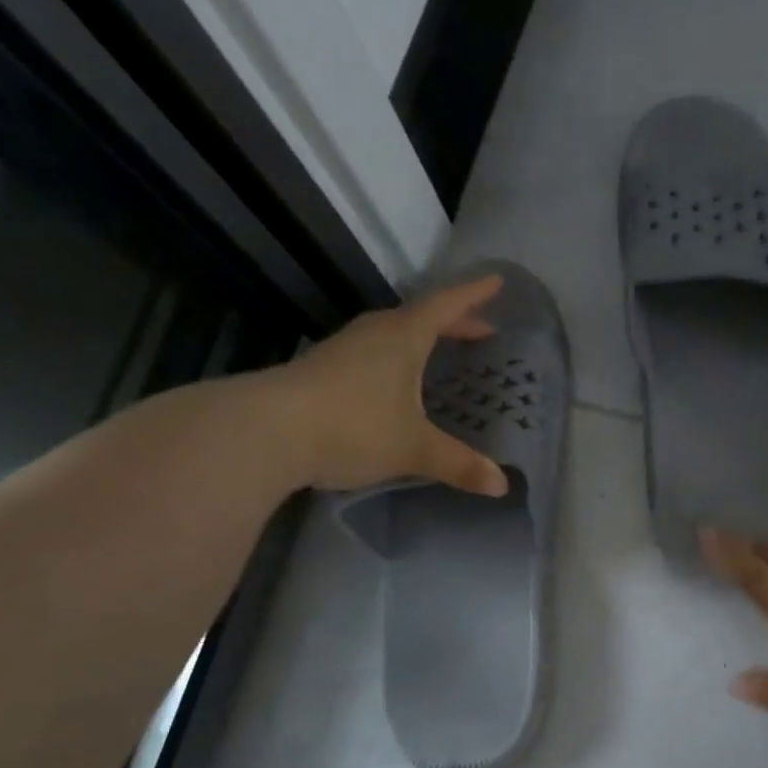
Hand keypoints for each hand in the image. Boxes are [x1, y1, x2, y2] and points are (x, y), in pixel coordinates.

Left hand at [281, 274, 509, 495]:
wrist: (265, 432)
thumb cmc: (353, 426)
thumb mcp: (413, 448)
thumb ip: (459, 464)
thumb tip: (502, 486)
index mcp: (404, 336)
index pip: (447, 305)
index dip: (475, 294)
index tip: (497, 282)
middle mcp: (375, 334)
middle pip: (421, 317)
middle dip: (454, 322)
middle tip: (481, 331)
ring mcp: (344, 350)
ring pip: (393, 334)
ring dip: (422, 340)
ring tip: (441, 354)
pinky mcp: (323, 370)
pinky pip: (373, 354)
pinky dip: (397, 360)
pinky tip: (396, 384)